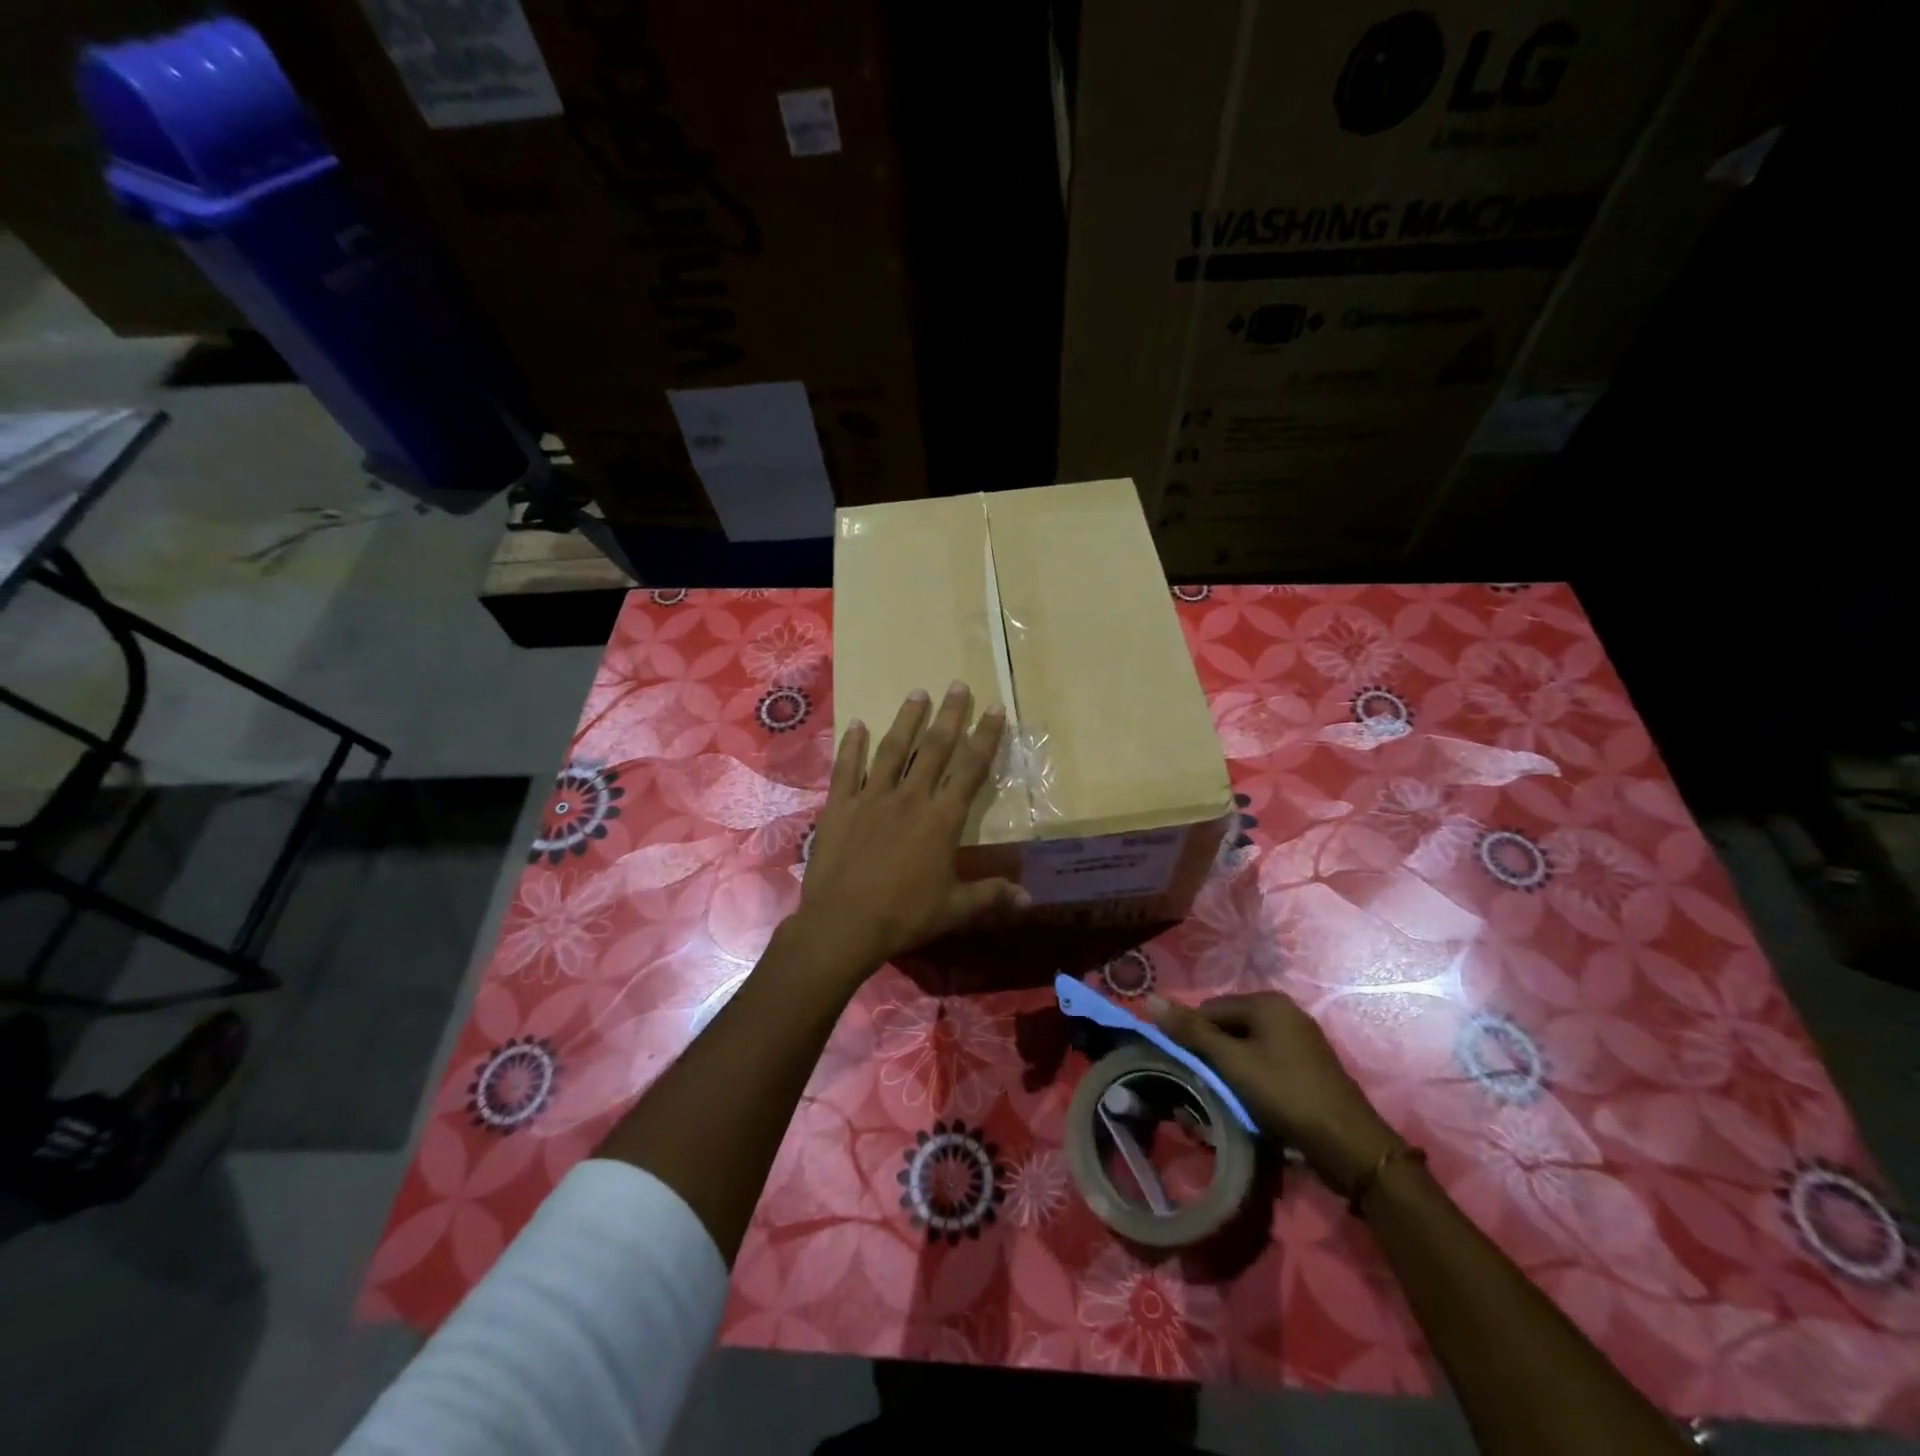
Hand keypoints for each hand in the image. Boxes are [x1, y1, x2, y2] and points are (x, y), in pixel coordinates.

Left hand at [788, 682, 1027, 983]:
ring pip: (893, 750)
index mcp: (941, 820)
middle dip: (949, 715)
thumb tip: (1029, 899)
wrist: (843, 924)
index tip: (995, 709)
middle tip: (957, 685)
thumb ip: (990, 895)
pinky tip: (856, 724)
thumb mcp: (954, 909)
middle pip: (935, 748)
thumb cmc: (904, 917)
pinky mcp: (840, 806)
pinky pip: (847, 768)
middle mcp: (910, 798)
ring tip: (917, 693)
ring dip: (907, 720)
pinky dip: (852, 745)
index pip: (970, 769)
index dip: (985, 737)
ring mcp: (872, 798)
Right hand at [1149, 992, 1398, 1194]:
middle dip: (1213, 1056)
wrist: (1350, 1146)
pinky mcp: (1308, 1065)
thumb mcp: (1233, 1063)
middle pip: (1228, 1027)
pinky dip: (1252, 1079)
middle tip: (1206, 1088)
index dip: (1193, 1038)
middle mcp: (1284, 1011)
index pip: (1209, 1010)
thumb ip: (1192, 1031)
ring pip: (1246, 1048)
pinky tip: (1252, 1103)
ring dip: (1231, 1070)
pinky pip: (1266, 1062)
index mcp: (1266, 1002)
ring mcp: (1300, 1039)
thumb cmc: (1286, 1096)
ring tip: (1226, 1099)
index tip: (1187, 1070)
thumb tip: (1150, 999)